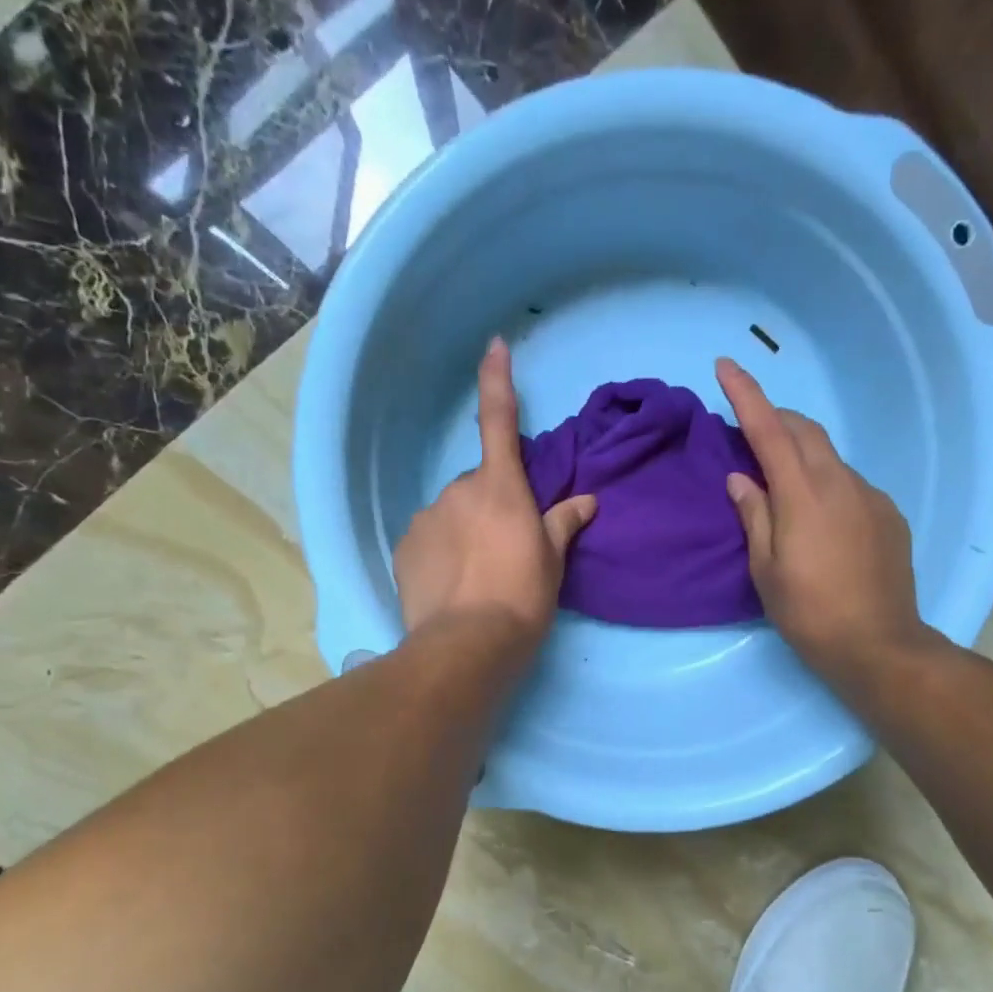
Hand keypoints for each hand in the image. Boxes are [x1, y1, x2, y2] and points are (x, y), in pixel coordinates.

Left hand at [394, 337, 595, 650]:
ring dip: (464, 533)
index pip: (499, 422)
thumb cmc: (521, 597)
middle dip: (490, 508)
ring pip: (451, 515)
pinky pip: (428, 540)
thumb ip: (564, 524)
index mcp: (501, 488)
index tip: (493, 345)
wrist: (466, 645)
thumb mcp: (552, 562)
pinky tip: (452, 585)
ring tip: (478, 576)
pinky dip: (441, 554)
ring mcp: (426, 518)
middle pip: (478, 487)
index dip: (497, 381)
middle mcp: (458, 491)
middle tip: (506, 552)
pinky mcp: (404, 548)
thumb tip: (588, 500)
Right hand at [719, 357, 929, 685]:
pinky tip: (820, 516)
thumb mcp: (765, 569)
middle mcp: (840, 483)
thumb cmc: (808, 612)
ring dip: (802, 454)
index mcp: (802, 494)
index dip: (746, 395)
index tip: (726, 365)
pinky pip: (850, 484)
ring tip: (782, 482)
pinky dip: (826, 482)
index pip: (768, 430)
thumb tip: (740, 478)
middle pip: (805, 431)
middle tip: (750, 429)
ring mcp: (870, 496)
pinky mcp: (889, 515)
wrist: (878, 645)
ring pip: (830, 457)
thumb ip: (754, 515)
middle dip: (776, 418)